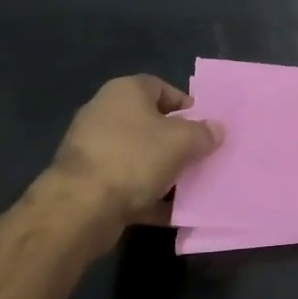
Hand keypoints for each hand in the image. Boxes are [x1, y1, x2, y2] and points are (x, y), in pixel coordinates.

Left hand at [42, 75, 223, 231]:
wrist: (82, 206)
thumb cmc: (135, 158)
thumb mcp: (182, 141)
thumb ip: (203, 133)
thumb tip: (216, 129)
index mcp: (125, 92)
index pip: (160, 87)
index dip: (185, 104)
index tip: (204, 125)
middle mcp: (105, 113)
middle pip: (150, 123)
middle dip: (176, 140)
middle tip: (200, 155)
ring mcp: (94, 149)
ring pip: (139, 156)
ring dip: (163, 170)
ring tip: (190, 185)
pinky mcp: (89, 182)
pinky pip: (127, 184)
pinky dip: (148, 195)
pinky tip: (171, 211)